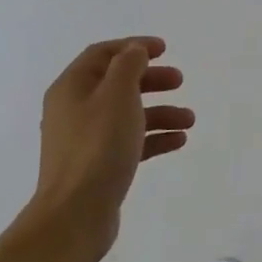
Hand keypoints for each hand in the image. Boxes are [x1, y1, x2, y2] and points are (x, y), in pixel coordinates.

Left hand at [23, 36, 192, 261]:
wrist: (75, 215)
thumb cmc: (97, 147)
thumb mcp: (117, 96)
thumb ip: (128, 66)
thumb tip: (134, 50)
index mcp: (72, 87)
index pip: (102, 54)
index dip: (133, 46)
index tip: (164, 49)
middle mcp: (74, 110)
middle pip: (116, 83)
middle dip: (150, 80)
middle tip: (180, 81)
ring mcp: (85, 140)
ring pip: (127, 115)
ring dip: (159, 112)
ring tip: (189, 119)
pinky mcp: (97, 166)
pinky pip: (129, 142)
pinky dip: (153, 137)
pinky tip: (178, 141)